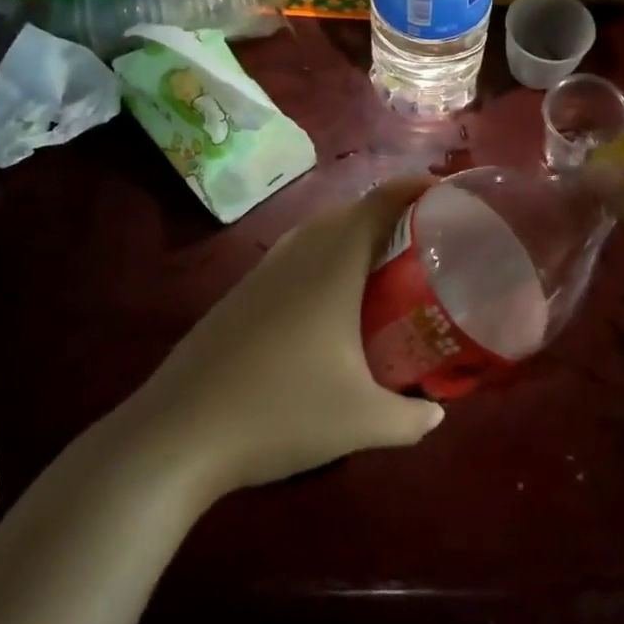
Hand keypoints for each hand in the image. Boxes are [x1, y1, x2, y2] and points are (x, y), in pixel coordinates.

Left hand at [124, 179, 445, 497]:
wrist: (178, 435)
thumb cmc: (280, 413)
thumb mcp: (361, 422)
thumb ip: (410, 418)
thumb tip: (436, 414)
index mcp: (332, 266)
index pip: (379, 203)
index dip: (414, 188)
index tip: (445, 192)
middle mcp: (297, 257)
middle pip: (348, 211)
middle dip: (388, 212)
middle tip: (422, 238)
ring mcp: (261, 275)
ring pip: (315, 234)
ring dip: (350, 235)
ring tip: (380, 266)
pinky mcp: (238, 297)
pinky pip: (292, 258)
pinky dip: (321, 260)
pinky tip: (327, 305)